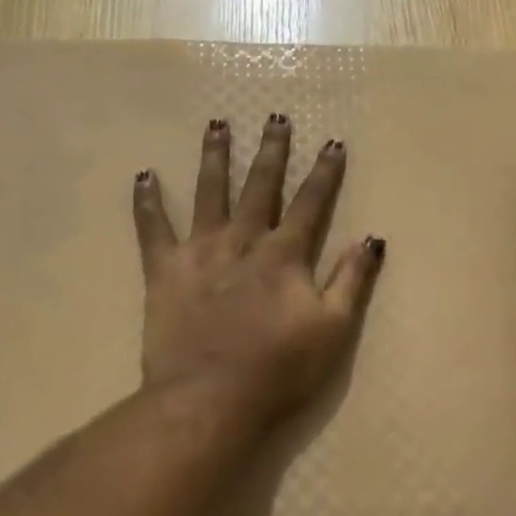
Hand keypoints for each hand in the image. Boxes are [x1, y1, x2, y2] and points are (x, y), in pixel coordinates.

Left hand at [132, 114, 384, 432]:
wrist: (209, 398)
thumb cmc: (279, 369)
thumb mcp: (333, 329)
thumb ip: (352, 280)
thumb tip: (372, 238)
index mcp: (284, 255)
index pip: (310, 203)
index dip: (324, 173)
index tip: (332, 142)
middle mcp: (242, 241)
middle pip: (260, 187)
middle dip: (271, 151)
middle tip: (275, 117)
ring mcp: (200, 252)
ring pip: (208, 193)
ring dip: (215, 158)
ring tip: (217, 125)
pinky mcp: (164, 271)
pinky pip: (152, 229)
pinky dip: (147, 202)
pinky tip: (143, 175)